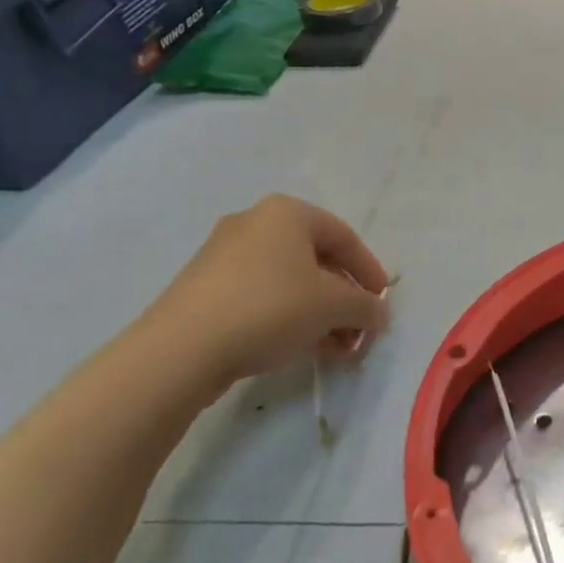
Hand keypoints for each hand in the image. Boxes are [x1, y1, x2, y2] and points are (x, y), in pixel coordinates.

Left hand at [134, 195, 391, 401]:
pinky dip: (289, 318)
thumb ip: (366, 306)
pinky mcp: (205, 289)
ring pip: (289, 282)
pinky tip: (302, 349)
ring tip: (337, 350)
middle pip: (316, 260)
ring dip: (320, 314)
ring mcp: (224, 256)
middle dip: (344, 298)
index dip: (369, 270)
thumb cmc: (270, 308)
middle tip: (360, 331)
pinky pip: (262, 297)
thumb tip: (379, 314)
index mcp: (287, 212)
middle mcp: (254, 223)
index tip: (382, 302)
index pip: (344, 236)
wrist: (181, 349)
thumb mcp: (333, 306)